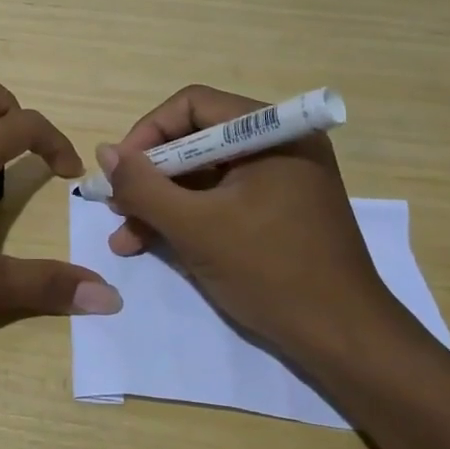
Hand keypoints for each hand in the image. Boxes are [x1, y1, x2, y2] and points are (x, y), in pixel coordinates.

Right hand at [97, 84, 400, 363]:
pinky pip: (221, 198)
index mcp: (272, 133)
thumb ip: (143, 186)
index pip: (193, 106)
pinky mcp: (278, 211)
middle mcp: (278, 145)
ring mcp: (280, 180)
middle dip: (150, 175)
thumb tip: (104, 153)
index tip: (120, 171)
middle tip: (117, 205)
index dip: (148, 133)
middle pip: (195, 140)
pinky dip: (187, 217)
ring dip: (161, 202)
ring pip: (203, 174)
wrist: (346, 343)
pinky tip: (151, 244)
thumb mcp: (195, 227)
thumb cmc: (271, 272)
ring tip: (124, 235)